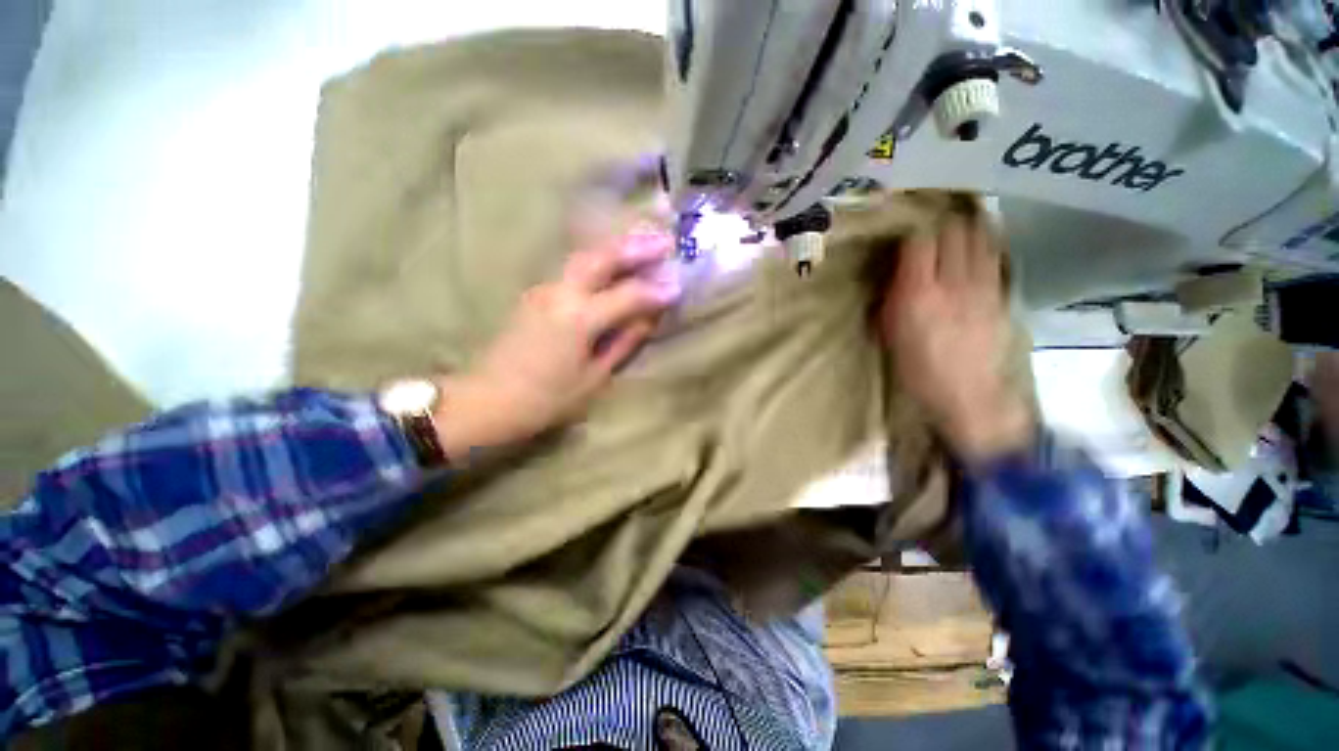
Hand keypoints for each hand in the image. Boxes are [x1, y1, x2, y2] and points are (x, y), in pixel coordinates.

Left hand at [435, 222, 679, 461]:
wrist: (489, 399)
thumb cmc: (546, 398)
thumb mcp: (594, 377)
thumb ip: (623, 343)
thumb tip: (648, 319)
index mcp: (578, 318)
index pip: (627, 295)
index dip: (655, 291)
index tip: (678, 287)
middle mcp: (561, 293)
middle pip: (601, 258)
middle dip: (635, 247)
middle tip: (664, 239)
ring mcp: (544, 289)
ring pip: (584, 257)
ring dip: (615, 248)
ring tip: (643, 242)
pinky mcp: (535, 294)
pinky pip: (572, 269)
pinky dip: (598, 260)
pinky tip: (612, 262)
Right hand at [877, 217, 1032, 462]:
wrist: (967, 394)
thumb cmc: (917, 368)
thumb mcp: (890, 333)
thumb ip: (892, 296)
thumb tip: (895, 271)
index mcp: (918, 293)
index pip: (920, 240)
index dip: (912, 229)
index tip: (905, 230)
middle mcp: (953, 281)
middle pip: (955, 231)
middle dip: (943, 221)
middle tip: (933, 221)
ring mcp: (983, 286)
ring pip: (982, 238)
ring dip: (969, 226)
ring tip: (959, 223)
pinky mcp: (1002, 294)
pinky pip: (995, 257)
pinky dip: (986, 246)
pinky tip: (980, 247)